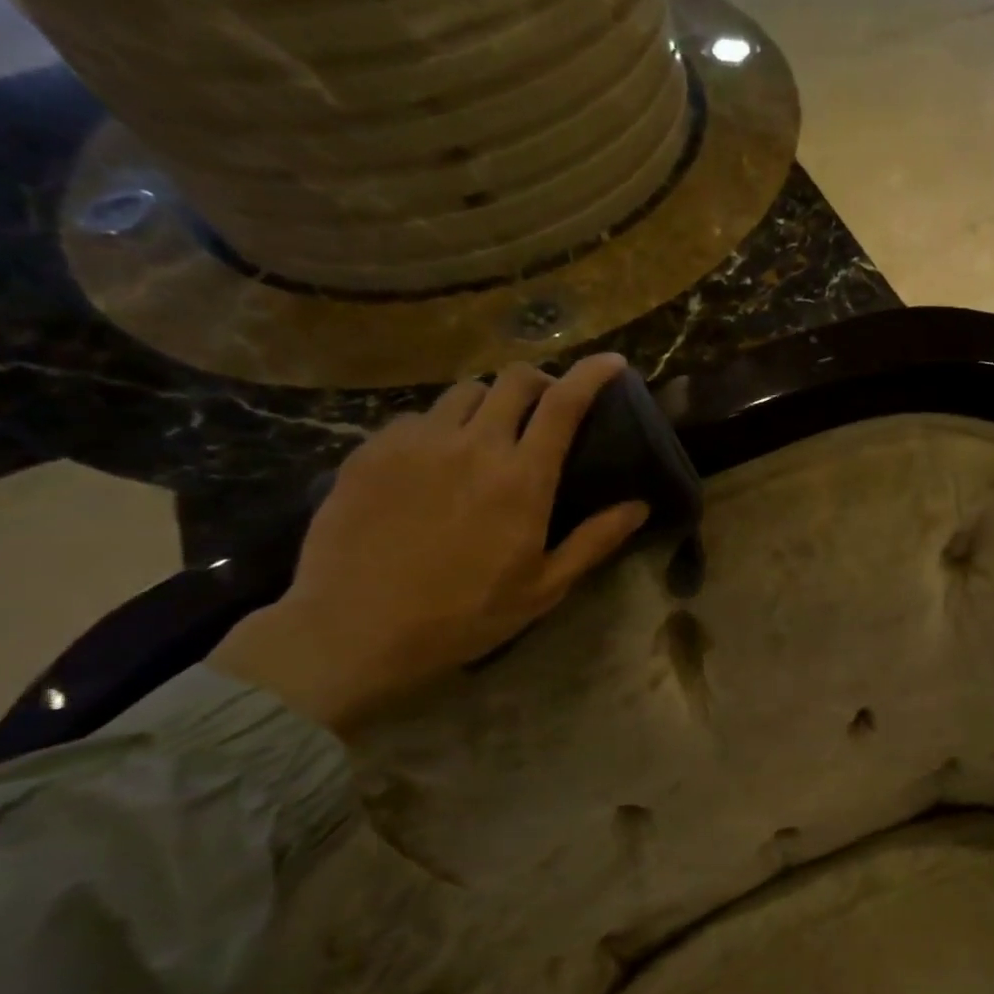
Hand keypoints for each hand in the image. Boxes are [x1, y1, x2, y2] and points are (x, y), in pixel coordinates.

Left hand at [209, 356, 649, 734]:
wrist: (354, 630)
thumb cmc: (465, 614)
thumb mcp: (545, 587)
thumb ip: (595, 540)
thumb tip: (639, 506)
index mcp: (522, 479)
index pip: (564, 404)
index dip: (592, 374)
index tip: (611, 363)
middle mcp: (471, 445)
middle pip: (512, 381)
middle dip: (539, 382)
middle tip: (546, 406)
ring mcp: (415, 443)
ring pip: (462, 392)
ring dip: (488, 403)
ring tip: (488, 432)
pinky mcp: (370, 452)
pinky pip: (416, 417)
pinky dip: (440, 426)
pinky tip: (435, 460)